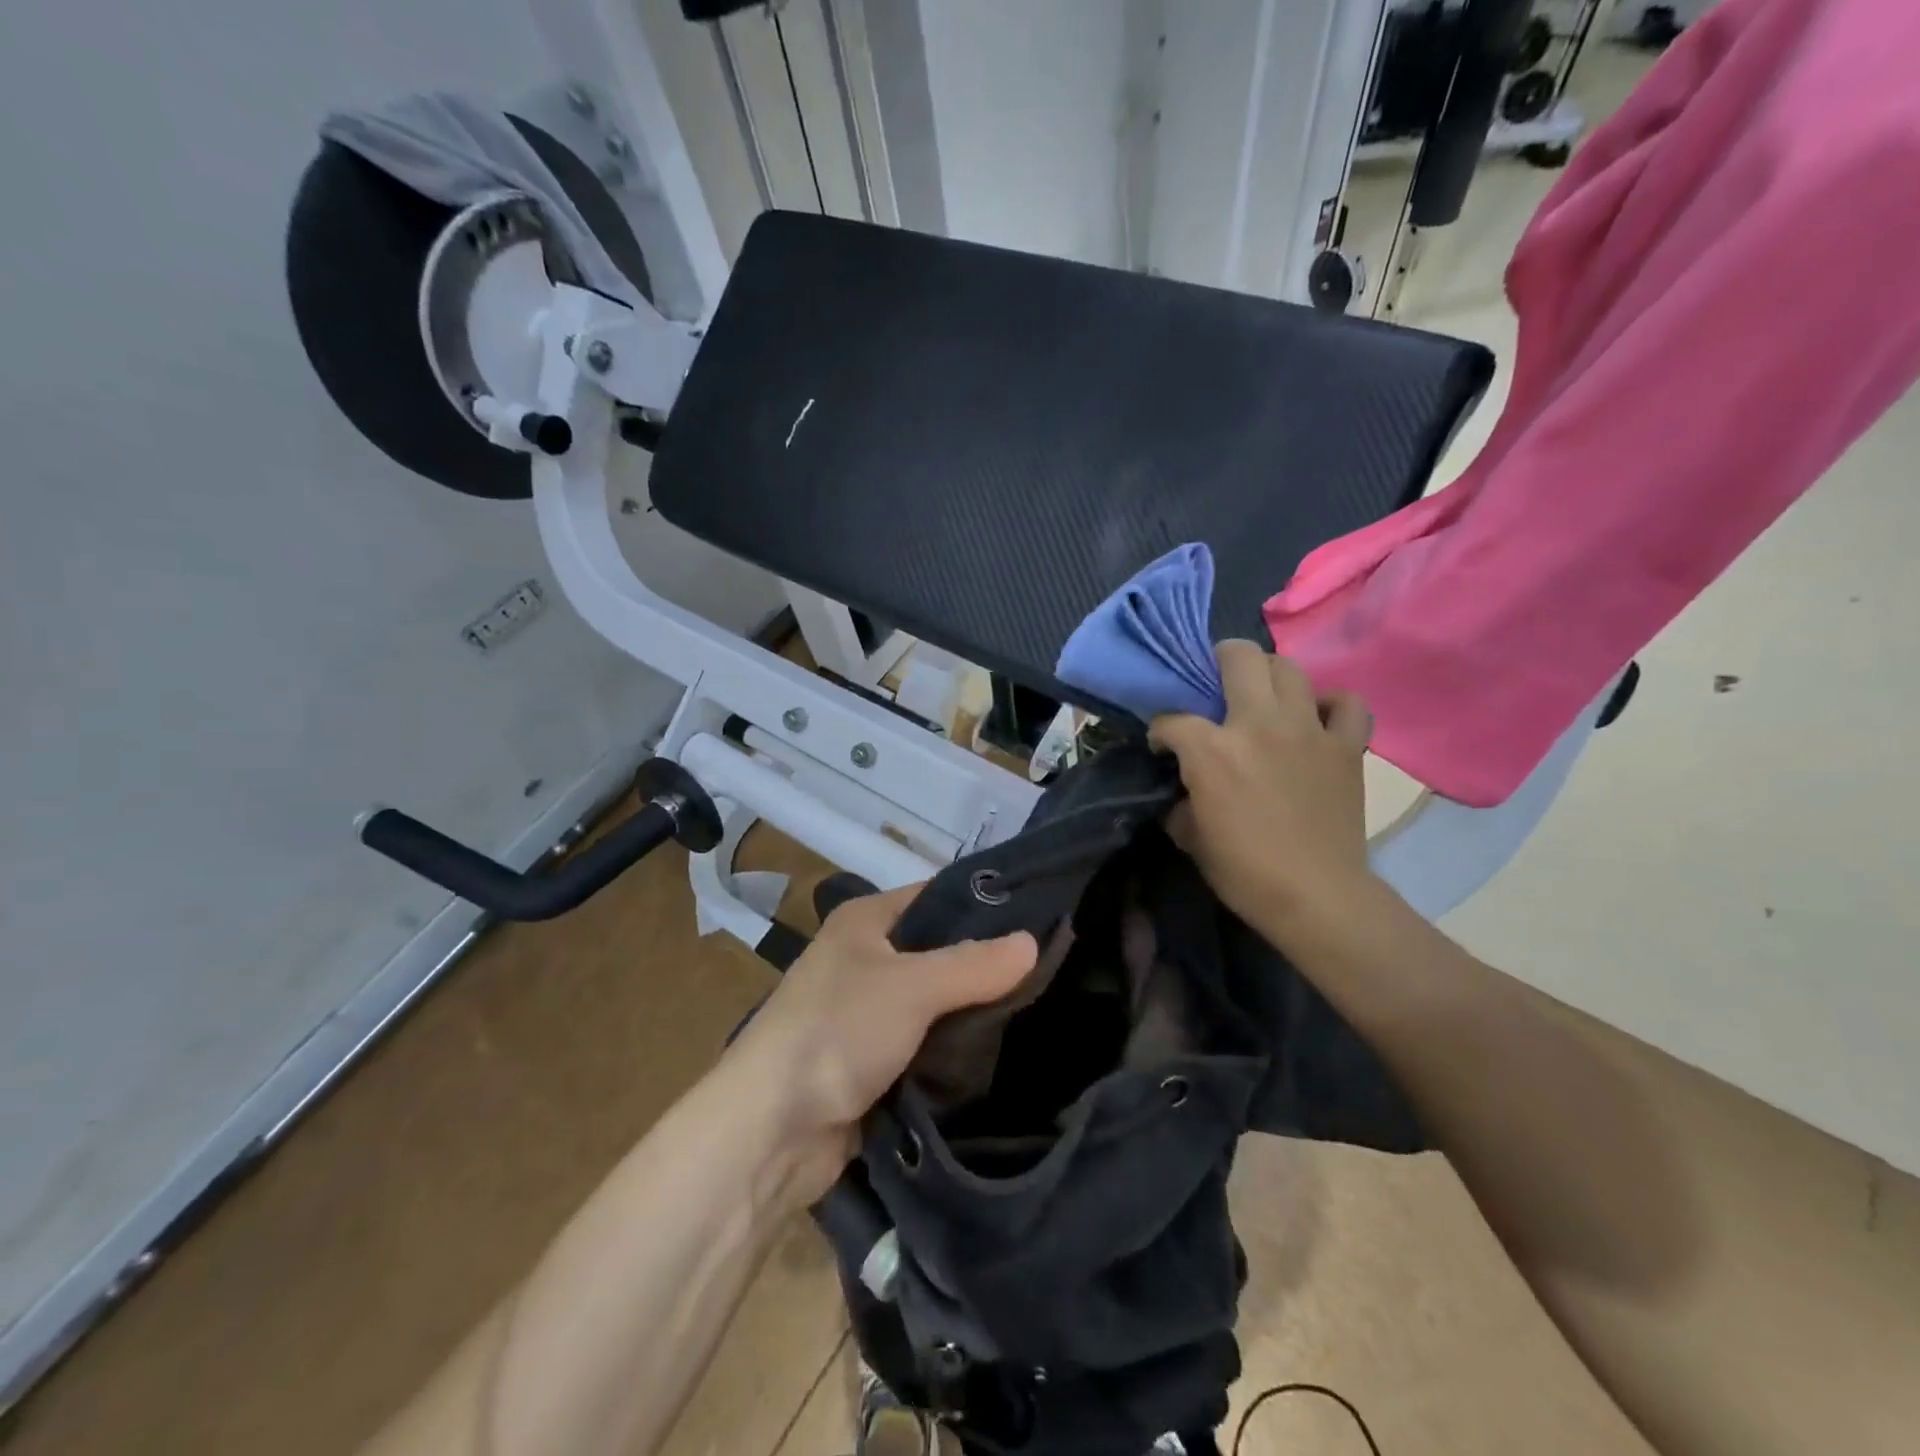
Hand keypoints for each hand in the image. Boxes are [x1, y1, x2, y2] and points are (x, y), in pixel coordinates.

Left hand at [726, 885, 1037, 1202]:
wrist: (770, 1133)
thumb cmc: (837, 1032)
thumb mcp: (912, 987)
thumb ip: (974, 964)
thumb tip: (1034, 941)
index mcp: (865, 921)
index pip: (937, 896)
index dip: (985, 904)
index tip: (1043, 917)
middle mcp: (865, 958)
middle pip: (939, 951)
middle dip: (986, 964)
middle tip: (1051, 969)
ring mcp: (868, 1013)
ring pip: (936, 1002)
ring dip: (974, 1012)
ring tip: (1042, 1009)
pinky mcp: (874, 1061)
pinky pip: (927, 1044)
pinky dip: (956, 1049)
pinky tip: (1004, 1051)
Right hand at [1149, 641, 1374, 944]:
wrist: (1315, 896)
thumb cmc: (1242, 870)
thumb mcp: (1189, 835)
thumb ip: (1181, 798)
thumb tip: (1184, 786)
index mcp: (1211, 749)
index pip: (1172, 720)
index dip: (1160, 732)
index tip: (1163, 747)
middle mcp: (1258, 724)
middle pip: (1238, 658)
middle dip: (1218, 661)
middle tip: (1215, 683)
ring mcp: (1308, 730)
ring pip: (1289, 668)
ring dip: (1269, 675)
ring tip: (1262, 695)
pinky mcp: (1346, 746)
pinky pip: (1347, 703)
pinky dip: (1331, 704)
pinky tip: (1317, 717)